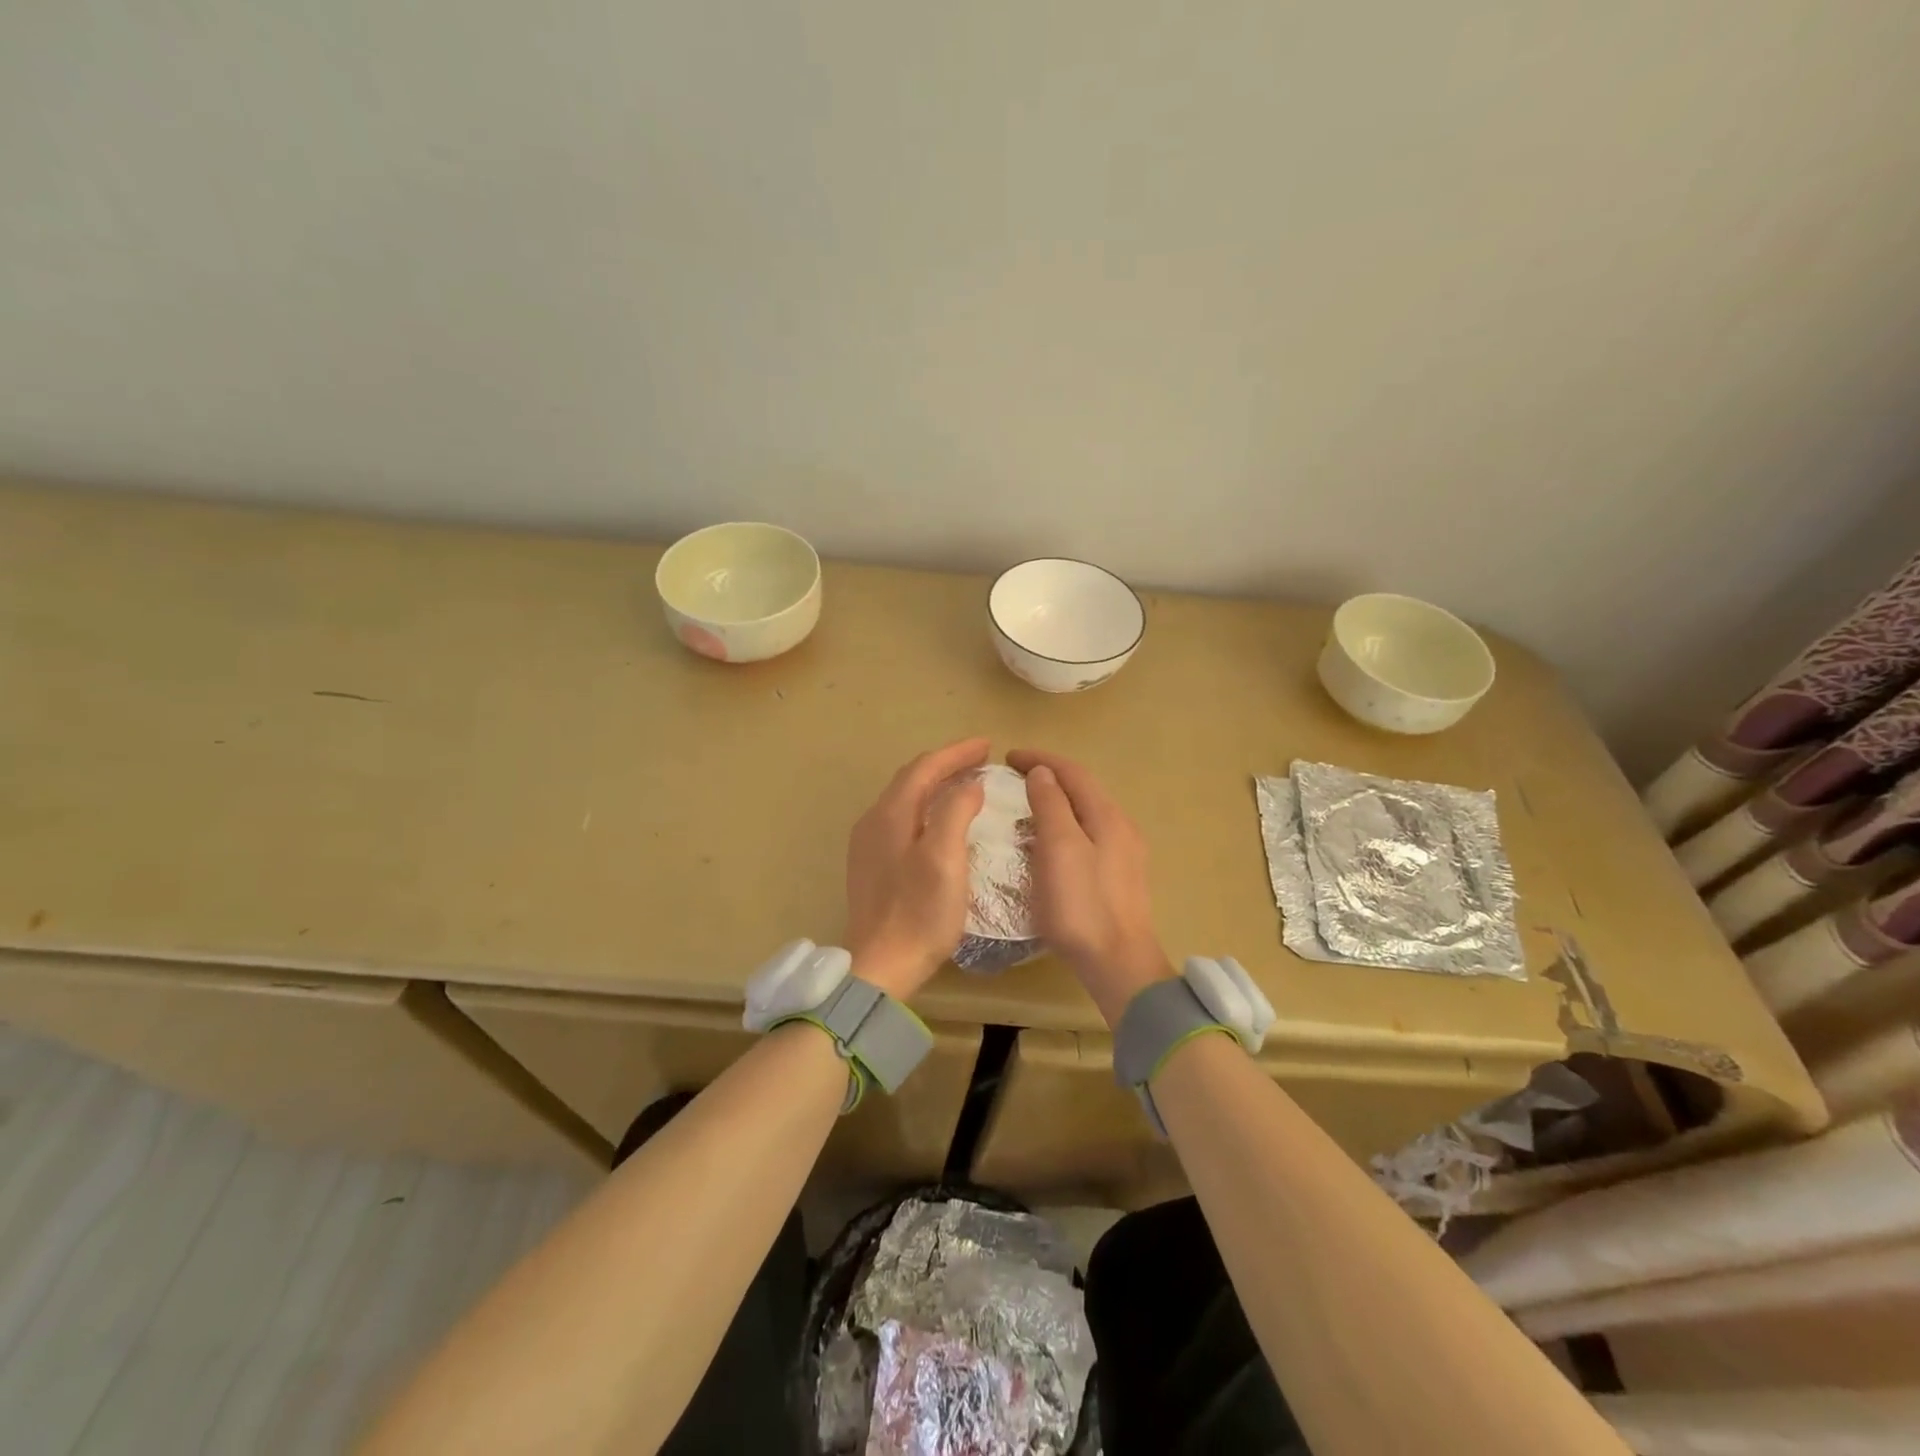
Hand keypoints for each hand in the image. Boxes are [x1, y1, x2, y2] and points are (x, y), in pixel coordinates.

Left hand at [844, 738, 990, 1000]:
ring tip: (965, 783)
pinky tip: (940, 820)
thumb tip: (969, 785)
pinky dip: (925, 807)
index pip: (925, 767)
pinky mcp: (871, 865)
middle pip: (911, 779)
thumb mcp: (945, 859)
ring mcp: (868, 844)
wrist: (880, 966)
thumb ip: (956, 812)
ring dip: (935, 784)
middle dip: (945, 764)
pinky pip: (901, 819)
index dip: (956, 753)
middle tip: (979, 759)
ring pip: (905, 799)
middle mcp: (873, 820)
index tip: (987, 745)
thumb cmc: (919, 913)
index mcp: (890, 814)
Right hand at [1006, 749, 1174, 1027]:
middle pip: (1082, 790)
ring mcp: (1124, 854)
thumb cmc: (1082, 904)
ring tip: (1025, 811)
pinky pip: (1087, 837)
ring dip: (1056, 804)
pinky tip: (1047, 847)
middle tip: (1013, 781)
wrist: (1119, 964)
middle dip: (1048, 778)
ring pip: (1085, 815)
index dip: (1040, 759)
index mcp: (1107, 815)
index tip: (1007, 757)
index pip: (1072, 772)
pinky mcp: (1119, 878)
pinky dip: (1063, 829)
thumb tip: (1042, 772)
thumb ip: (1051, 804)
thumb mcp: (1059, 848)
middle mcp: (1121, 827)